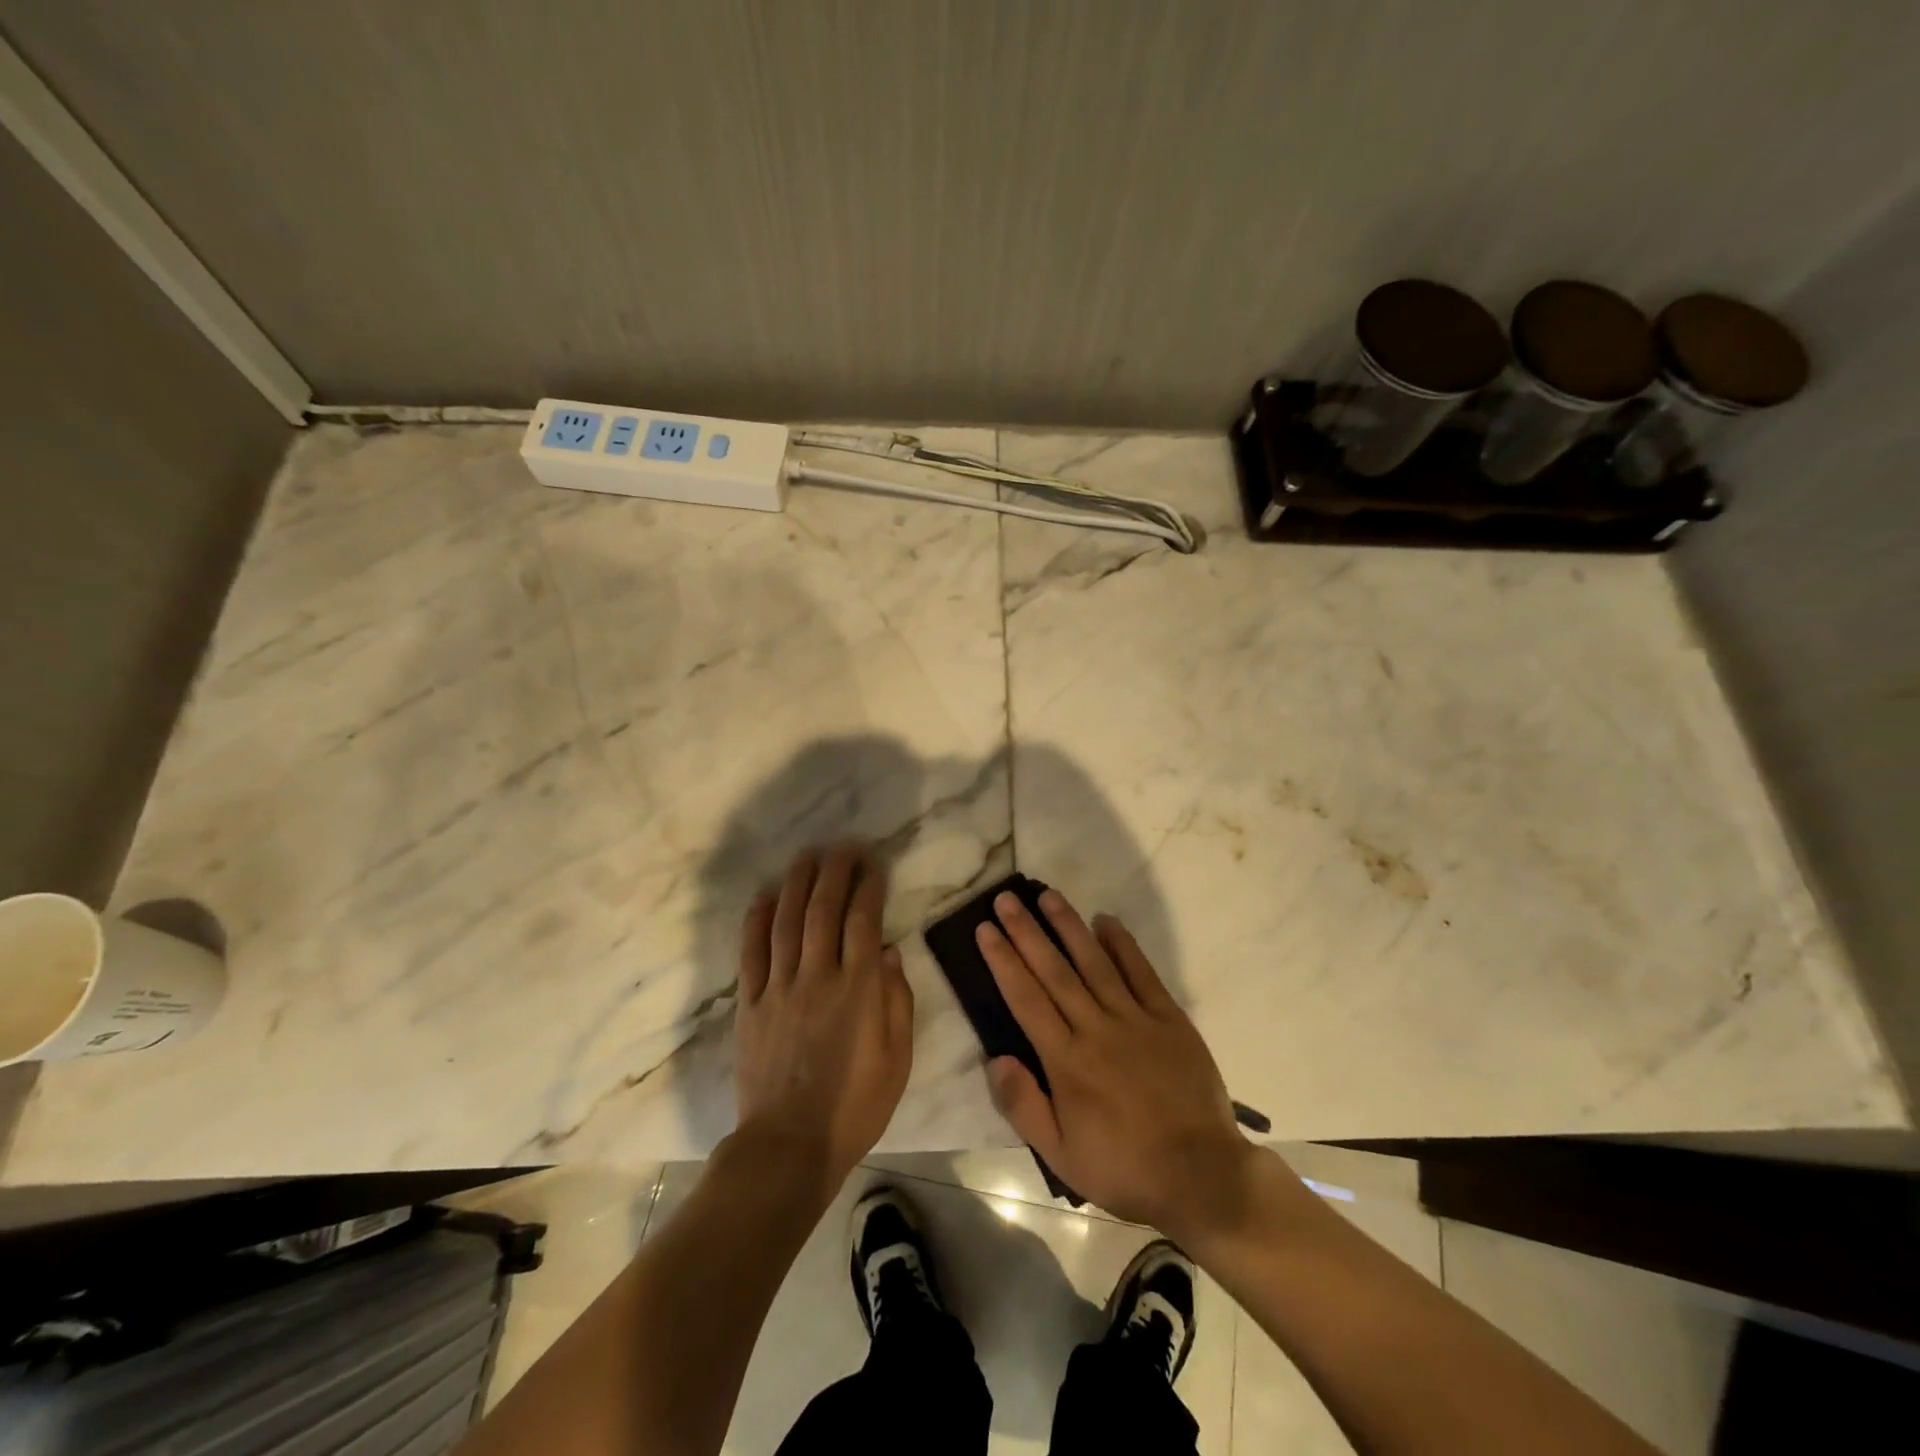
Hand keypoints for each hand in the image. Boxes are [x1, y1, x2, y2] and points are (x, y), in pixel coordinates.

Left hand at [734, 846, 913, 1207]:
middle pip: (823, 910)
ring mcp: (779, 988)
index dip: (869, 887)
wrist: (789, 1145)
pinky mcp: (750, 1005)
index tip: (874, 865)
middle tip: (842, 847)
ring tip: (806, 856)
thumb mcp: (898, 1058)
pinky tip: (763, 897)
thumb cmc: (855, 1105)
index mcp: (858, 989)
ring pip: (786, 922)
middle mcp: (818, 977)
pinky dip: (756, 921)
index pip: (864, 921)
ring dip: (796, 884)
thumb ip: (897, 1000)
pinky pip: (751, 953)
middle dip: (834, 872)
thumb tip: (890, 951)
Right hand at [976, 890, 1257, 1240]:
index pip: (1026, 999)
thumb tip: (994, 1057)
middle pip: (1055, 971)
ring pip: (1095, 962)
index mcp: (1067, 1061)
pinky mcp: (1169, 1019)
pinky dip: (1123, 945)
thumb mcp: (1061, 1155)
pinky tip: (1105, 921)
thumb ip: (1024, 1106)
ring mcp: (1136, 1019)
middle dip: (1027, 932)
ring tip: (1048, 896)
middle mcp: (1097, 1029)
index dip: (1003, 961)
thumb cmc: (1124, 1167)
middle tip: (1006, 899)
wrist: (1202, 1176)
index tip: (986, 929)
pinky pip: (1142, 973)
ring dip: (1069, 926)